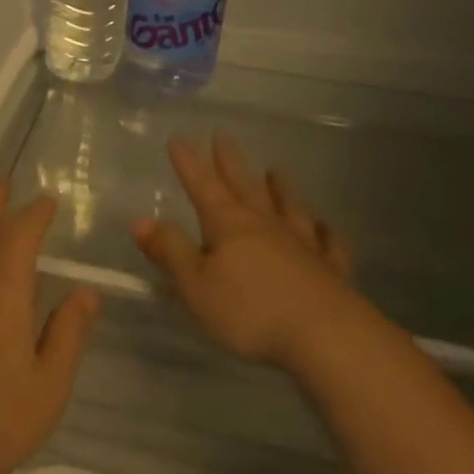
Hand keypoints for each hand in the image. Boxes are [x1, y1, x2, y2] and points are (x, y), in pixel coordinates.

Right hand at [133, 133, 366, 370]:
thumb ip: (170, 251)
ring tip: (275, 171)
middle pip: (246, 187)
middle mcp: (266, 226)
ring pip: (289, 207)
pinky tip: (325, 225)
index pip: (203, 187)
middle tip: (224, 136)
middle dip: (231, 163)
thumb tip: (142, 220)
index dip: (189, 164)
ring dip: (280, 188)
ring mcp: (304, 245)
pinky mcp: (331, 270)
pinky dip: (325, 231)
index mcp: (229, 226)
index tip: (179, 138)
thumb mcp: (195, 285)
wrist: (326, 337)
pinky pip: (329, 243)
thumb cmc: (250, 312)